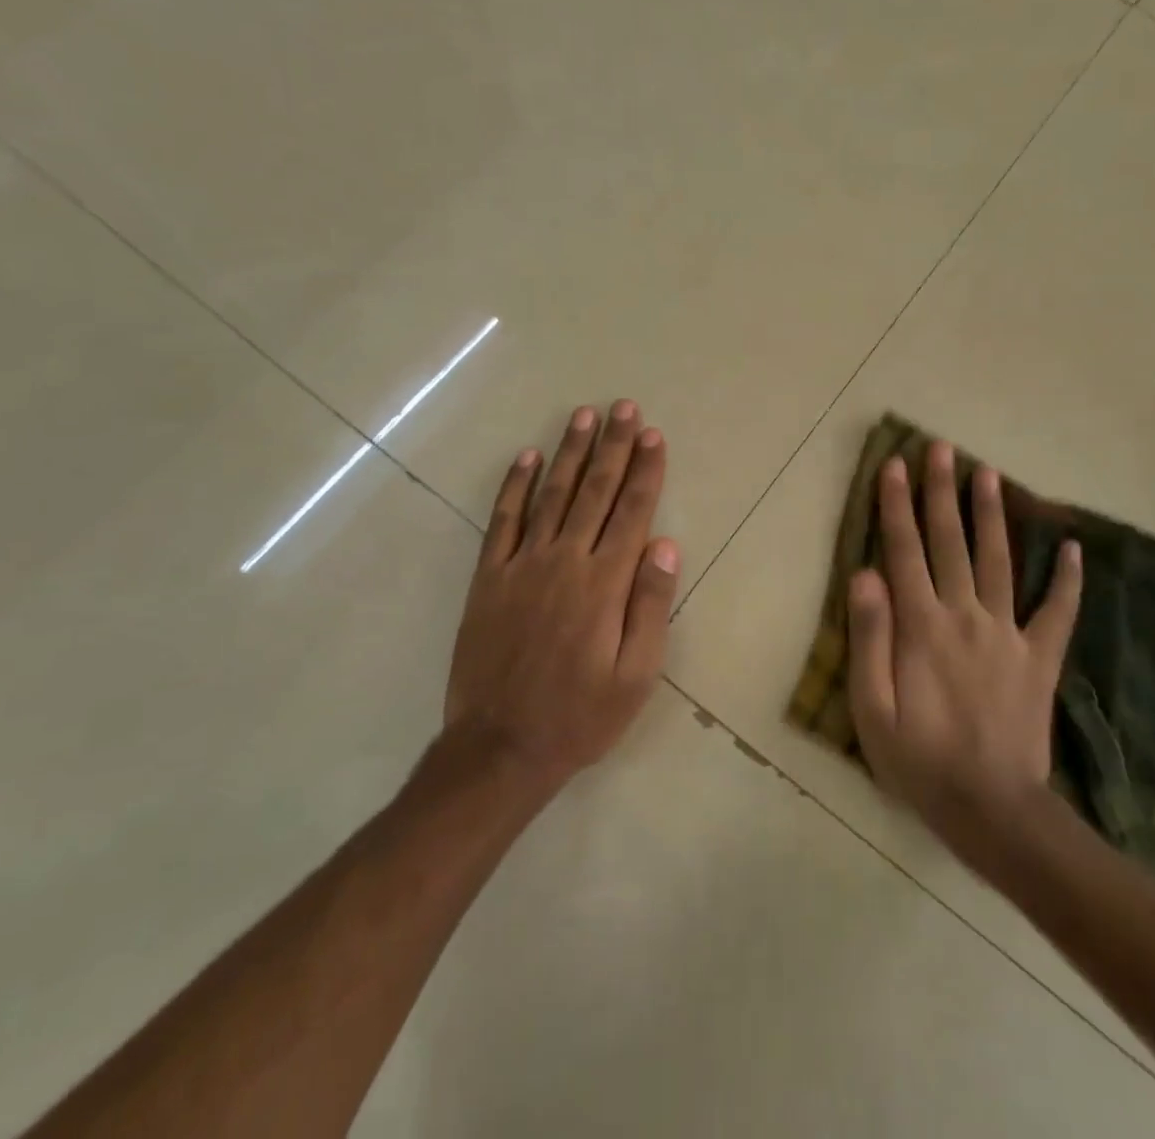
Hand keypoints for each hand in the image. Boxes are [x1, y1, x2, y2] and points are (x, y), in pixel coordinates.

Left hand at [444, 400, 679, 793]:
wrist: (500, 747)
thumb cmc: (580, 716)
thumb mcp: (635, 676)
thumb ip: (651, 605)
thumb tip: (665, 544)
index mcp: (605, 583)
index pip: (632, 512)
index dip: (645, 470)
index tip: (653, 435)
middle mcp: (565, 561)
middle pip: (595, 491)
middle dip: (613, 446)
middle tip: (624, 408)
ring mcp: (522, 565)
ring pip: (552, 495)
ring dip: (570, 452)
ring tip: (584, 416)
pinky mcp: (489, 577)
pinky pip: (503, 520)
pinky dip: (515, 486)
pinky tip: (527, 457)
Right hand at [847, 441, 1082, 854]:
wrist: (993, 810)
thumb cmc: (919, 760)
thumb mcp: (871, 708)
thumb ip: (869, 637)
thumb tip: (864, 574)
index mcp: (921, 626)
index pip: (904, 551)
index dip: (896, 506)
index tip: (893, 465)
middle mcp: (965, 616)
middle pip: (950, 542)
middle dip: (942, 491)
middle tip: (941, 448)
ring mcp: (1007, 634)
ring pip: (997, 561)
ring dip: (992, 515)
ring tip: (989, 473)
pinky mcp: (1039, 658)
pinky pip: (1056, 612)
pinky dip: (1067, 579)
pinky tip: (1075, 547)